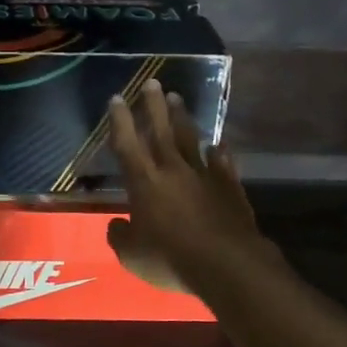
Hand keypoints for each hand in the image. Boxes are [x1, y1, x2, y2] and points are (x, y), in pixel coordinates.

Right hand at [105, 79, 276, 294]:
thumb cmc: (171, 259)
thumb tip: (117, 225)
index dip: (120, 121)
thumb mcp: (132, 256)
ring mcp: (204, 176)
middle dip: (154, 106)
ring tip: (177, 98)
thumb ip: (120, 237)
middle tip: (151, 82)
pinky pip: (222, 163)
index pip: (128, 145)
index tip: (117, 98)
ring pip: (190, 140)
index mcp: (145, 183)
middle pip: (161, 131)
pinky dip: (219, 153)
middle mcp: (173, 171)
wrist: (226, 263)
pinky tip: (218, 144)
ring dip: (182, 118)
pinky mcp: (229, 187)